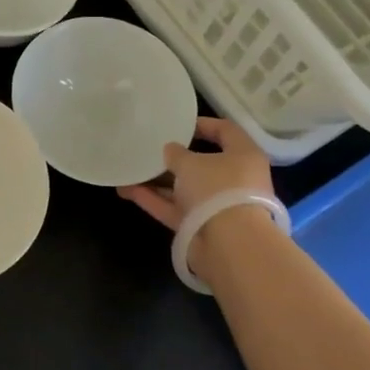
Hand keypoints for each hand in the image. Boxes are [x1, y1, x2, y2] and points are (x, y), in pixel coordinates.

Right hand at [118, 116, 274, 268]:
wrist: (229, 245)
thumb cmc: (217, 189)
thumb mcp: (191, 163)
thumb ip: (176, 153)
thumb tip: (170, 150)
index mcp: (243, 156)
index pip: (226, 131)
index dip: (203, 124)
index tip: (178, 124)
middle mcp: (233, 180)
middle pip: (202, 164)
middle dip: (174, 158)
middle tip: (150, 149)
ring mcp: (217, 206)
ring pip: (184, 189)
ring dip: (158, 181)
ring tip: (129, 170)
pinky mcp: (201, 227)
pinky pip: (175, 208)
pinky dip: (154, 200)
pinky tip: (126, 190)